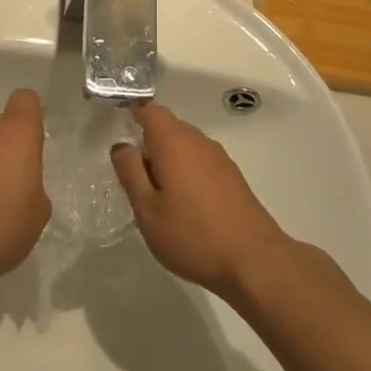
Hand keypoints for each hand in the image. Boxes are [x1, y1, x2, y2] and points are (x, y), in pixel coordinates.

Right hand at [109, 103, 295, 299]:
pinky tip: (183, 203)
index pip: (150, 109)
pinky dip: (185, 170)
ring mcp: (219, 158)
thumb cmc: (192, 235)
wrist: (254, 260)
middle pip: (168, 126)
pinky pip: (200, 160)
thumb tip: (121, 146)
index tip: (117, 125)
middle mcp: (198, 141)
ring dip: (167, 158)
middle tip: (131, 174)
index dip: (132, 111)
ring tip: (155, 193)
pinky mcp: (232, 176)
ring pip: (185, 145)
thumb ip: (130, 172)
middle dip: (147, 141)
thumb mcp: (147, 209)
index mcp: (174, 142)